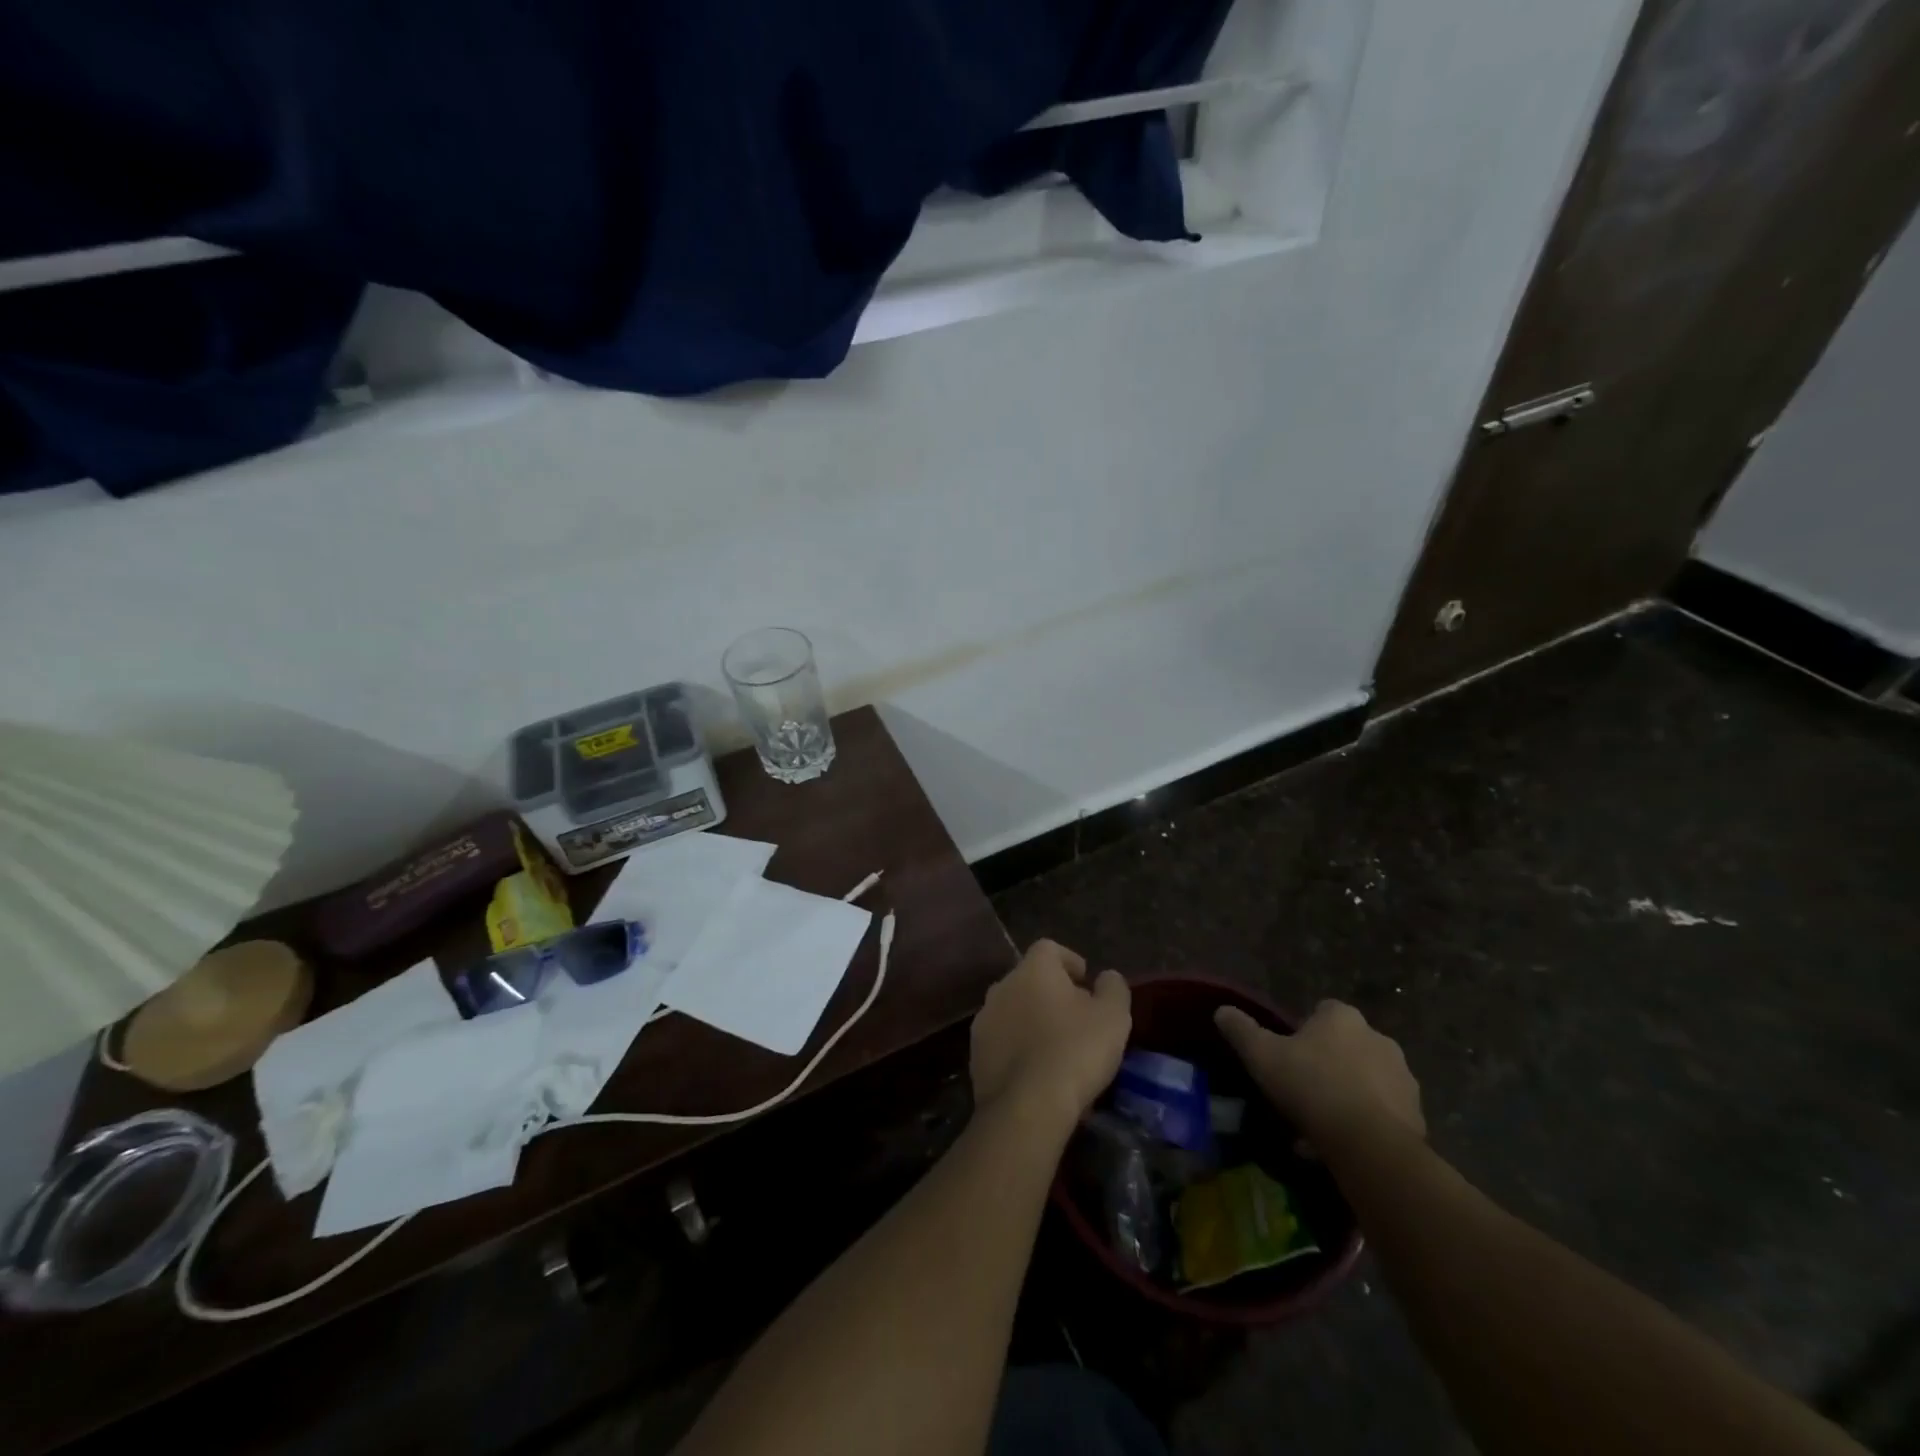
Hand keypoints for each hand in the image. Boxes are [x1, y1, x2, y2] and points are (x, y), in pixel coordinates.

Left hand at [971, 939, 1130, 1128]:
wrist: (1026, 1107)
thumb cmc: (1075, 1051)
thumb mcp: (1113, 1017)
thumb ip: (1113, 988)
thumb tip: (1106, 977)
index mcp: (1032, 970)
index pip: (1049, 948)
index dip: (1069, 961)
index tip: (1086, 982)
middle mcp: (1002, 987)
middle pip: (1029, 979)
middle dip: (1051, 992)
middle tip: (1077, 1017)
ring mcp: (984, 1021)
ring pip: (1013, 1010)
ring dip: (1032, 1020)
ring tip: (1057, 1047)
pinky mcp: (975, 1055)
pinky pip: (1002, 1041)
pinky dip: (1018, 1047)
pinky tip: (1037, 1072)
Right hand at [1215, 999, 1424, 1155]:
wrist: (1369, 1143)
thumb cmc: (1311, 1086)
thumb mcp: (1261, 1055)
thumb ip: (1241, 1029)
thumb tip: (1222, 1010)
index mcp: (1342, 1017)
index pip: (1321, 1011)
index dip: (1304, 1032)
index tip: (1289, 1055)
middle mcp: (1379, 1037)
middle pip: (1347, 1045)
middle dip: (1329, 1063)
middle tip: (1304, 1090)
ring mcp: (1403, 1076)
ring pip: (1367, 1079)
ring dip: (1349, 1093)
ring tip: (1323, 1125)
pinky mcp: (1418, 1113)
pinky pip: (1385, 1111)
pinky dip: (1368, 1121)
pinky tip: (1345, 1144)